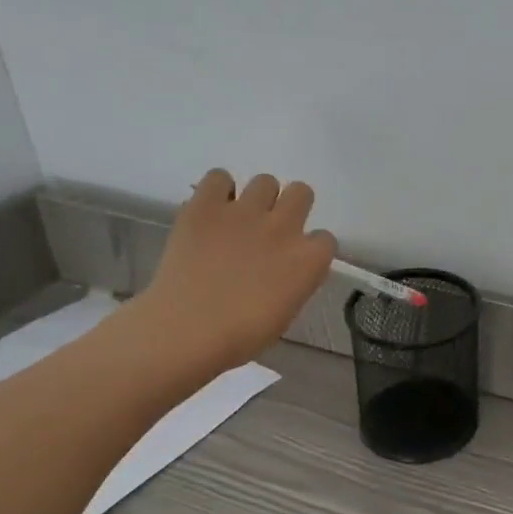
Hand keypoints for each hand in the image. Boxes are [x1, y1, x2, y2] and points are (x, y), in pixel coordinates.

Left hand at [126, 168, 336, 373]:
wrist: (186, 330)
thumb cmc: (240, 336)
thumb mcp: (285, 312)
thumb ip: (294, 281)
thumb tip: (286, 269)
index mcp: (309, 260)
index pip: (325, 239)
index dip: (309, 248)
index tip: (293, 260)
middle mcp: (284, 227)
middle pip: (302, 192)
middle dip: (290, 208)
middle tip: (269, 230)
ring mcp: (245, 212)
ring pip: (265, 181)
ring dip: (257, 198)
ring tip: (237, 220)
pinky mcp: (206, 206)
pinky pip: (219, 177)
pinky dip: (218, 191)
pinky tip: (211, 212)